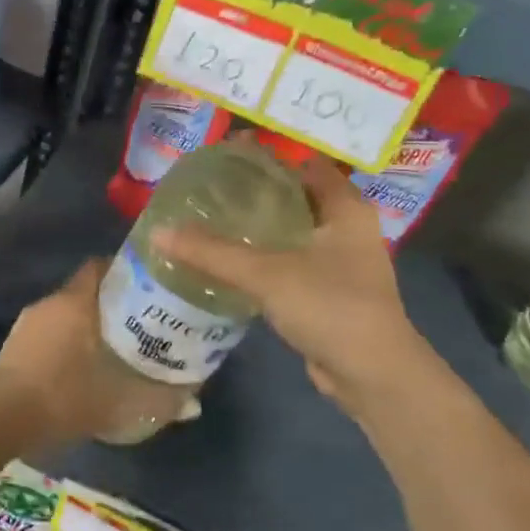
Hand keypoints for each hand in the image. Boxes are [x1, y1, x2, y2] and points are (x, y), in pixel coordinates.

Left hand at [0, 260, 195, 454]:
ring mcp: (28, 322)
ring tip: (112, 346)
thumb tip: (194, 401)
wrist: (3, 420)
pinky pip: (49, 330)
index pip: (100, 267)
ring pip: (66, 312)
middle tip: (138, 322)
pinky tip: (79, 365)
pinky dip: (66, 340)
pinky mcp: (14, 344)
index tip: (147, 286)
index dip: (124, 272)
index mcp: (75, 302)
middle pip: (85, 290)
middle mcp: (50, 303)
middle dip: (111, 302)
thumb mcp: (122, 403)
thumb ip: (162, 399)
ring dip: (86, 323)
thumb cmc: (66, 398)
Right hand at [150, 152, 436, 411]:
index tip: (226, 156)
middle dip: (257, 192)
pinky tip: (230, 261)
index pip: (305, 165)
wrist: (372, 375)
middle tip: (210, 188)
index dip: (269, 158)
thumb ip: (212, 251)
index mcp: (345, 208)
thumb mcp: (266, 273)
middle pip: (296, 197)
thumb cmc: (330, 305)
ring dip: (259, 227)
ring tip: (212, 219)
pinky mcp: (328, 292)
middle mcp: (347, 228)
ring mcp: (340, 263)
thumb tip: (158, 232)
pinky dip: (263, 258)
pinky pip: (289, 262)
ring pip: (292, 232)